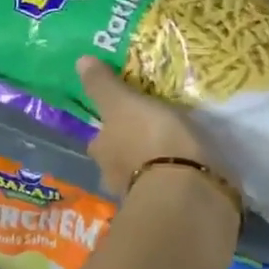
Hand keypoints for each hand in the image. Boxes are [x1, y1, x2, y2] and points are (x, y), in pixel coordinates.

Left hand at [77, 56, 223, 198]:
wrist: (184, 189)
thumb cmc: (149, 139)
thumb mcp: (123, 103)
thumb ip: (103, 86)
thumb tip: (80, 61)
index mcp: (101, 151)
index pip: (98, 139)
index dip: (107, 129)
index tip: (122, 117)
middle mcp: (113, 177)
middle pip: (117, 159)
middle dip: (130, 148)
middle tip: (150, 130)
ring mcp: (141, 196)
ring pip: (142, 175)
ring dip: (153, 164)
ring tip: (173, 148)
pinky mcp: (170, 207)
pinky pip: (168, 186)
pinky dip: (174, 177)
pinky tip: (188, 167)